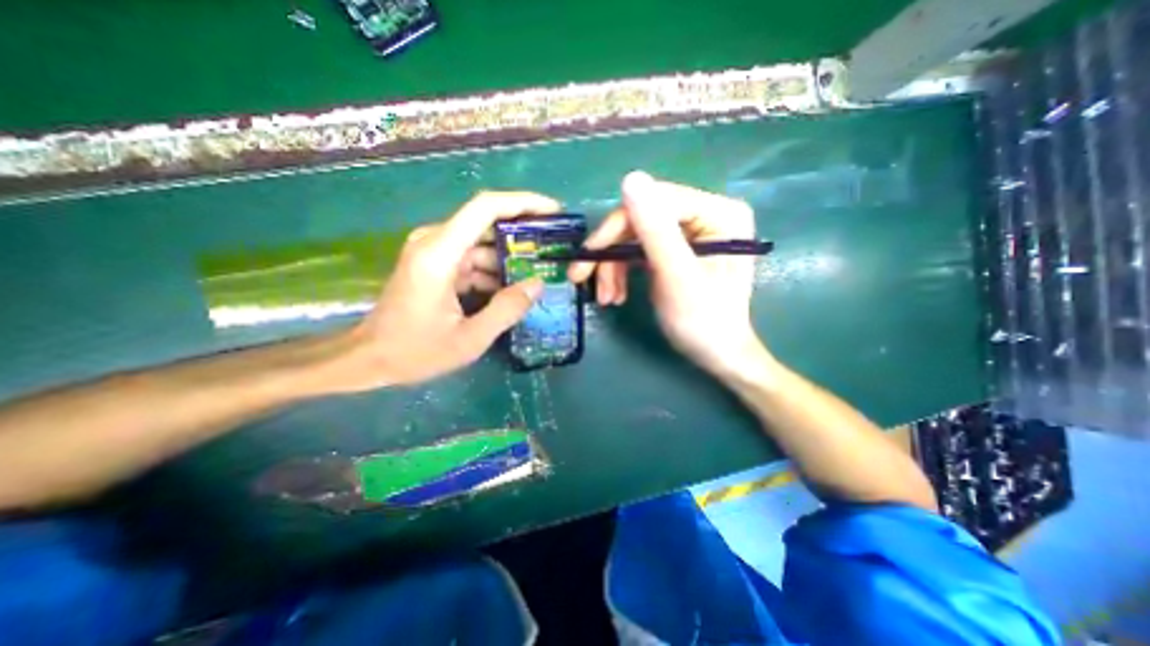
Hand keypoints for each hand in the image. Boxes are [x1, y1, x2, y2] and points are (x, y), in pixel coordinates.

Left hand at [339, 190, 558, 391]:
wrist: (369, 358)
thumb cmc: (414, 351)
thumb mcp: (469, 338)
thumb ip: (507, 310)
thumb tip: (538, 284)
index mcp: (440, 254)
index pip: (486, 208)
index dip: (523, 203)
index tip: (553, 211)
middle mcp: (435, 242)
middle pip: (487, 223)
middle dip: (523, 235)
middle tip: (554, 250)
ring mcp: (433, 252)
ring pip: (482, 244)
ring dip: (510, 259)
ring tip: (539, 274)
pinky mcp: (434, 264)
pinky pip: (472, 259)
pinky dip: (493, 271)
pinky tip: (511, 290)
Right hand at [568, 173, 760, 377]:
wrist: (716, 355)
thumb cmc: (704, 322)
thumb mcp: (677, 277)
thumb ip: (656, 231)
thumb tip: (630, 178)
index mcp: (718, 213)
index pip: (655, 201)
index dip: (617, 226)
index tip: (588, 255)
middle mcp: (705, 214)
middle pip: (642, 218)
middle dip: (611, 253)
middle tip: (582, 278)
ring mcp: (689, 232)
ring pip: (635, 236)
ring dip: (613, 267)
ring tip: (605, 298)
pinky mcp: (676, 249)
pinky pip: (639, 251)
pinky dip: (622, 271)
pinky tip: (615, 294)